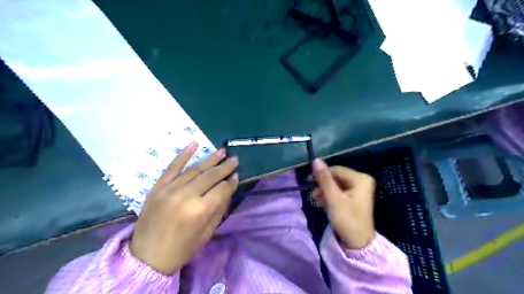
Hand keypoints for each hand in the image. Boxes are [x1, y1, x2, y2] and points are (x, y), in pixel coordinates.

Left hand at [130, 143, 238, 274]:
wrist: (145, 258)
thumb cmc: (181, 249)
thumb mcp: (207, 233)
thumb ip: (220, 209)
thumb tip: (229, 188)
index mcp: (200, 210)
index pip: (221, 189)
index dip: (231, 183)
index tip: (237, 176)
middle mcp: (186, 196)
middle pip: (210, 176)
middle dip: (225, 167)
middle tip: (235, 160)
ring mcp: (170, 189)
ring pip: (194, 169)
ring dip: (210, 159)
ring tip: (222, 151)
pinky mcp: (157, 187)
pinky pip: (172, 167)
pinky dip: (183, 155)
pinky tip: (194, 144)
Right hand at [313, 159, 374, 248]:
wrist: (357, 244)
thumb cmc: (347, 220)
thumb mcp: (334, 198)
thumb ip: (325, 179)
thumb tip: (316, 160)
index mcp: (361, 179)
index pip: (336, 170)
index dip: (322, 174)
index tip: (308, 181)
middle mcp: (361, 181)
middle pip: (336, 177)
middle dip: (323, 185)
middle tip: (312, 194)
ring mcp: (358, 190)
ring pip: (336, 185)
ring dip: (324, 191)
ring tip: (315, 200)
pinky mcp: (354, 198)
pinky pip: (339, 192)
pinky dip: (330, 196)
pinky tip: (322, 203)